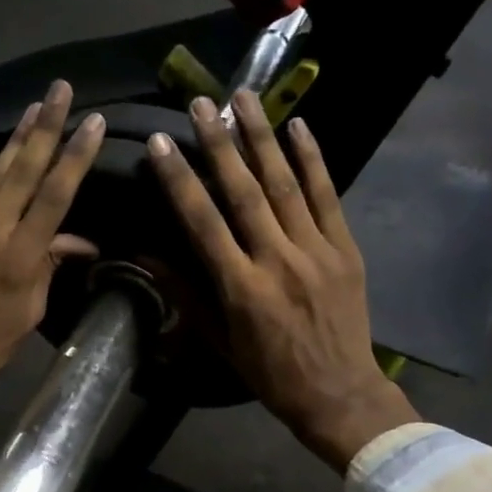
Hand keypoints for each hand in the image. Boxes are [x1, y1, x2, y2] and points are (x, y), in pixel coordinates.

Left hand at [0, 81, 105, 451]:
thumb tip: (77, 239)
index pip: (54, 197)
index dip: (75, 157)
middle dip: (47, 127)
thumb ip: (51, 264)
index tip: (93, 123)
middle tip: (62, 90)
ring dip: (16, 135)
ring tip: (37, 104)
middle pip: (23, 171)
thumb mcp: (32, 307)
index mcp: (19, 257)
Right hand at [147, 90, 417, 471]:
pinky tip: (299, 126)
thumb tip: (145, 253)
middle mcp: (278, 261)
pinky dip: (313, 159)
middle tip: (200, 103)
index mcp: (241, 288)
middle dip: (219, 144)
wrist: (339, 392)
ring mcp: (317, 251)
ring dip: (262, 138)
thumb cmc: (268, 372)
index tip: (160, 142)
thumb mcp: (217, 339)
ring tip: (243, 98)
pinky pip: (327, 196)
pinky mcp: (345, 248)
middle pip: (244, 192)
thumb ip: (184, 291)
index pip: (202, 222)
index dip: (179, 179)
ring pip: (285, 184)